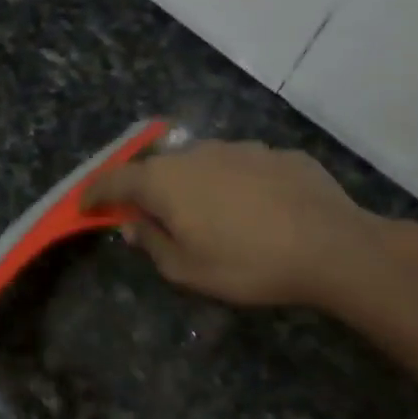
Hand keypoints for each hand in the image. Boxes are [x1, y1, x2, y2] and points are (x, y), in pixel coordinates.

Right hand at [84, 141, 384, 307]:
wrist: (333, 247)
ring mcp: (239, 148)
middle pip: (157, 168)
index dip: (95, 194)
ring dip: (193, 185)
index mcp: (164, 181)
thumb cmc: (247, 263)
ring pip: (201, 163)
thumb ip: (151, 243)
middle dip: (146, 189)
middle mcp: (196, 153)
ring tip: (207, 214)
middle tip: (149, 215)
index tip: (84, 206)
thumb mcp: (186, 270)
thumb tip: (132, 226)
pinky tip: (253, 209)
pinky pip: (241, 167)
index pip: (114, 180)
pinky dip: (234, 184)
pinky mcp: (276, 153)